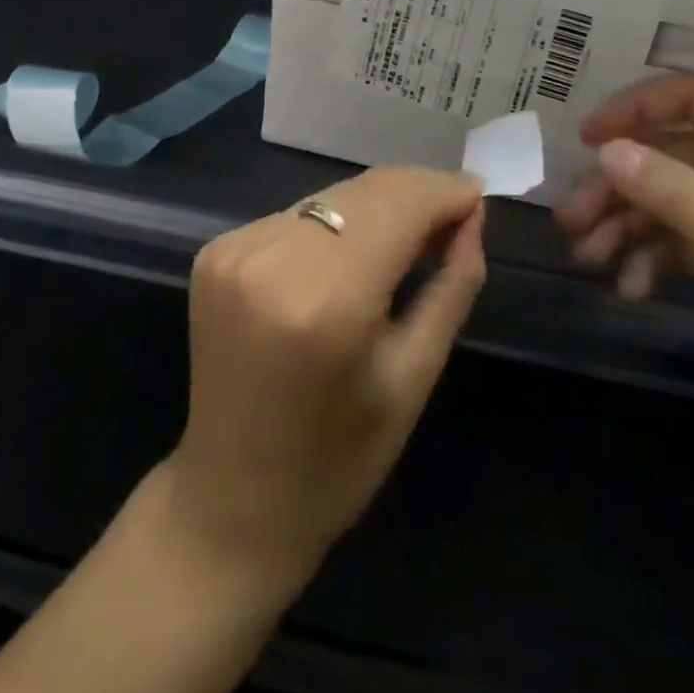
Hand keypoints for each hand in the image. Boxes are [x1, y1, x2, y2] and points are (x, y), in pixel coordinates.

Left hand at [170, 167, 485, 586]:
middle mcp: (272, 257)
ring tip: (412, 233)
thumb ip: (452, 284)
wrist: (231, 501)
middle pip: (363, 191)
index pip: (398, 206)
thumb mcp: (414, 376)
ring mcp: (235, 249)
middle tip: (455, 214)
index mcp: (325, 299)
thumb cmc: (338, 458)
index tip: (478, 196)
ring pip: (331, 198)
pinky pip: (297, 216)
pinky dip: (335, 225)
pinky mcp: (215, 250)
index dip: (443, 192)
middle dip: (416, 193)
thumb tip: (470, 215)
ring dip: (377, 205)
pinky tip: (353, 254)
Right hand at [556, 75, 693, 487]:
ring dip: (633, 225)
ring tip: (588, 257)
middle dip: (624, 186)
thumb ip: (676, 194)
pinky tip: (632, 286)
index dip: (635, 110)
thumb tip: (607, 151)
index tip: (584, 140)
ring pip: (682, 201)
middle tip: (571, 219)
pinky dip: (661, 258)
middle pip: (679, 156)